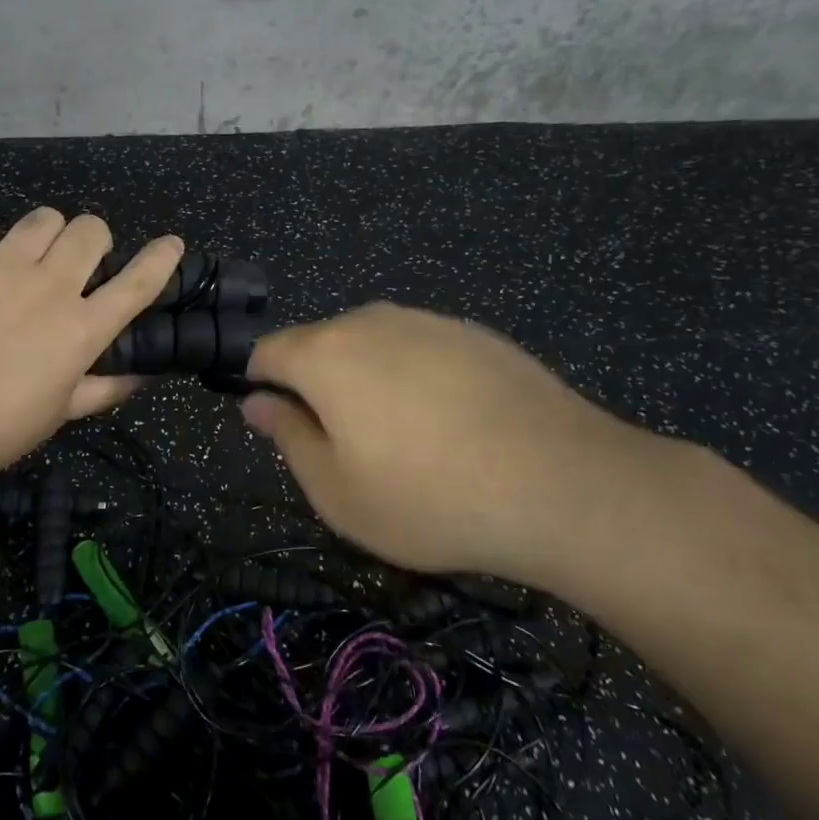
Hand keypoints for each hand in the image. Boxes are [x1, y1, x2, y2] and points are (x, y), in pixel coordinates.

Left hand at [0, 209, 182, 505]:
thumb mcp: (59, 414)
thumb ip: (104, 388)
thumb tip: (142, 375)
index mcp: (81, 329)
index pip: (137, 283)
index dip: (161, 259)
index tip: (171, 244)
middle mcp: (50, 287)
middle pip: (91, 231)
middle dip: (94, 242)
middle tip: (76, 266)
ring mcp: (1, 267)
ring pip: (43, 218)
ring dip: (47, 235)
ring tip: (29, 258)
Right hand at [241, 303, 690, 586]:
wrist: (562, 485)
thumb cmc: (429, 498)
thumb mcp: (336, 491)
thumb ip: (287, 437)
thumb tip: (256, 402)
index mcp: (325, 354)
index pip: (266, 352)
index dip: (261, 386)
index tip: (281, 427)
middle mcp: (370, 321)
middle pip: (319, 344)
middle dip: (317, 387)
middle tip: (348, 449)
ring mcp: (428, 321)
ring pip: (372, 346)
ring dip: (369, 382)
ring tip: (406, 442)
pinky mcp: (475, 334)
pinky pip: (421, 350)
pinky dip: (417, 379)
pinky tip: (453, 427)